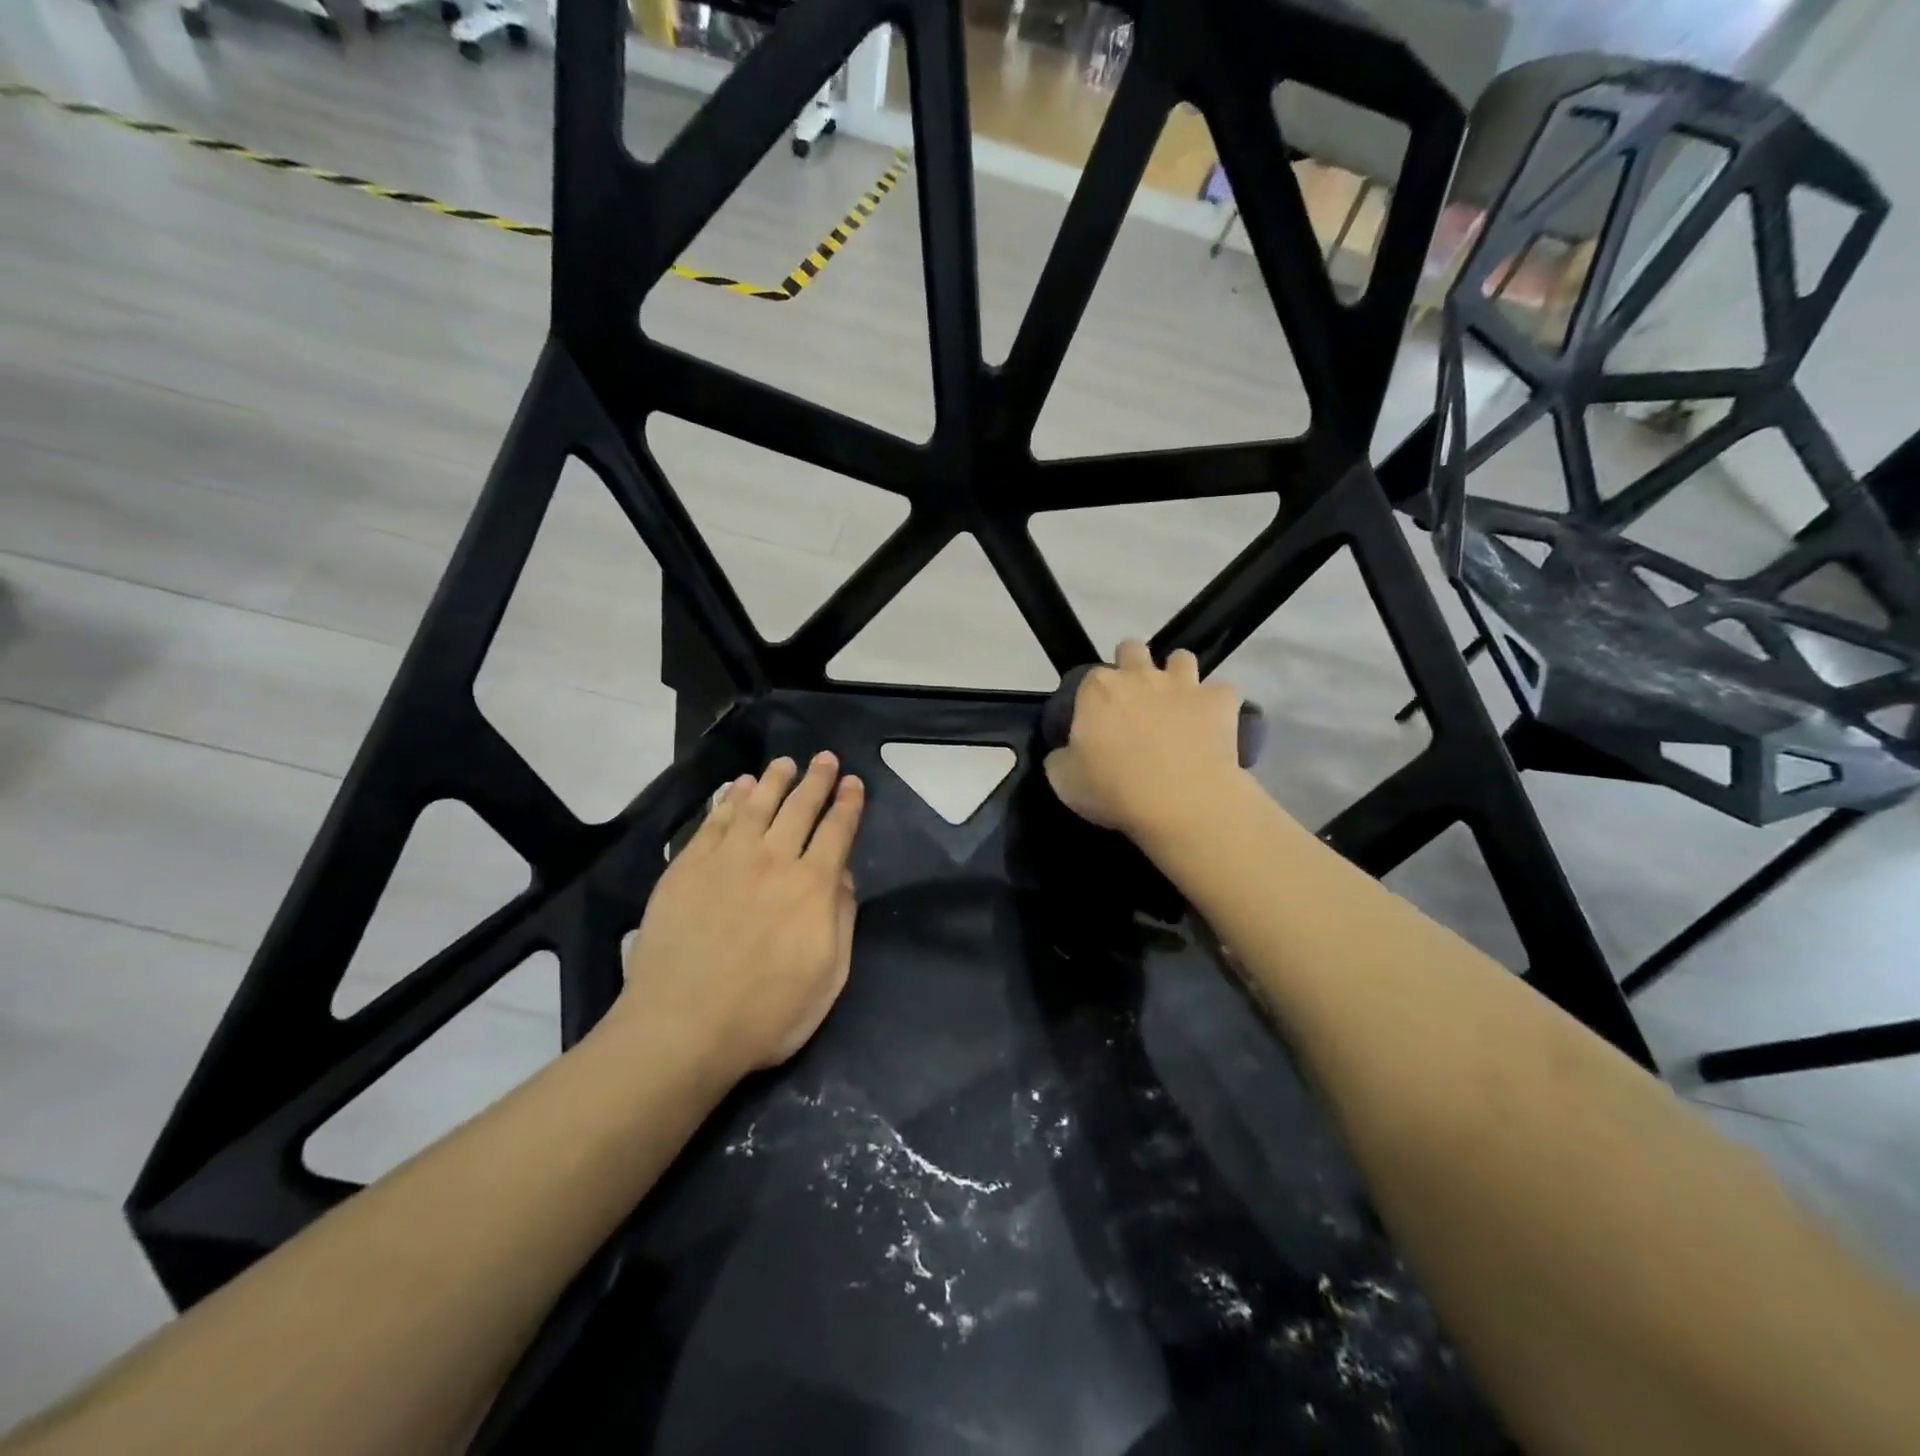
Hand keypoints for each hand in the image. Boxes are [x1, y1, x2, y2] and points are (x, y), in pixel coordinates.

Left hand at [614, 753, 864, 1079]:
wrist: (681, 1027)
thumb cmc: (765, 1014)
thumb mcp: (828, 978)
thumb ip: (841, 920)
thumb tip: (844, 877)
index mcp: (813, 886)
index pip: (837, 831)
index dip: (847, 803)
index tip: (852, 782)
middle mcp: (774, 860)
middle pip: (800, 807)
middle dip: (817, 780)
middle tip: (825, 758)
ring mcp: (727, 859)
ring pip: (757, 804)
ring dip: (774, 779)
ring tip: (785, 763)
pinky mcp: (688, 866)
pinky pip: (715, 820)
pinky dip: (729, 798)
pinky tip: (737, 787)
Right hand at [1043, 639, 1248, 837]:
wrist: (1180, 801)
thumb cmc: (1113, 789)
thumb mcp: (1064, 780)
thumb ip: (1061, 758)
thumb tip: (1066, 753)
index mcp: (1098, 689)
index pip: (1089, 678)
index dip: (1093, 698)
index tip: (1096, 722)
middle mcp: (1140, 675)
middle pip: (1132, 649)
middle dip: (1132, 665)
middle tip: (1133, 702)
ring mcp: (1183, 684)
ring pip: (1181, 658)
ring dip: (1178, 675)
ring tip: (1176, 703)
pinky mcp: (1219, 702)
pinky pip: (1223, 691)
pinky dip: (1218, 704)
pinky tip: (1214, 723)